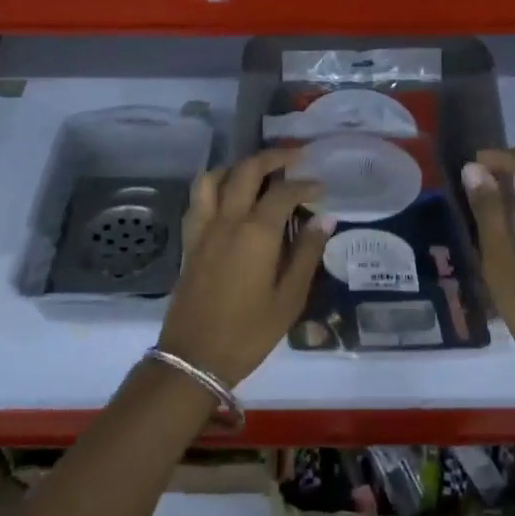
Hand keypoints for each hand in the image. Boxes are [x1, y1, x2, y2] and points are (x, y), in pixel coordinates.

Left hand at [156, 148, 331, 388]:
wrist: (194, 358)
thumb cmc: (249, 332)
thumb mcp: (289, 298)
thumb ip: (306, 253)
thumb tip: (324, 218)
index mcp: (256, 232)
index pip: (283, 192)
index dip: (305, 184)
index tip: (322, 188)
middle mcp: (227, 220)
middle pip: (246, 171)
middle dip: (272, 157)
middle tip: (294, 157)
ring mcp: (203, 228)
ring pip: (213, 177)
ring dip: (237, 166)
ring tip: (257, 173)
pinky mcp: (189, 241)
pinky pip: (198, 199)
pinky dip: (214, 186)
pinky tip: (228, 198)